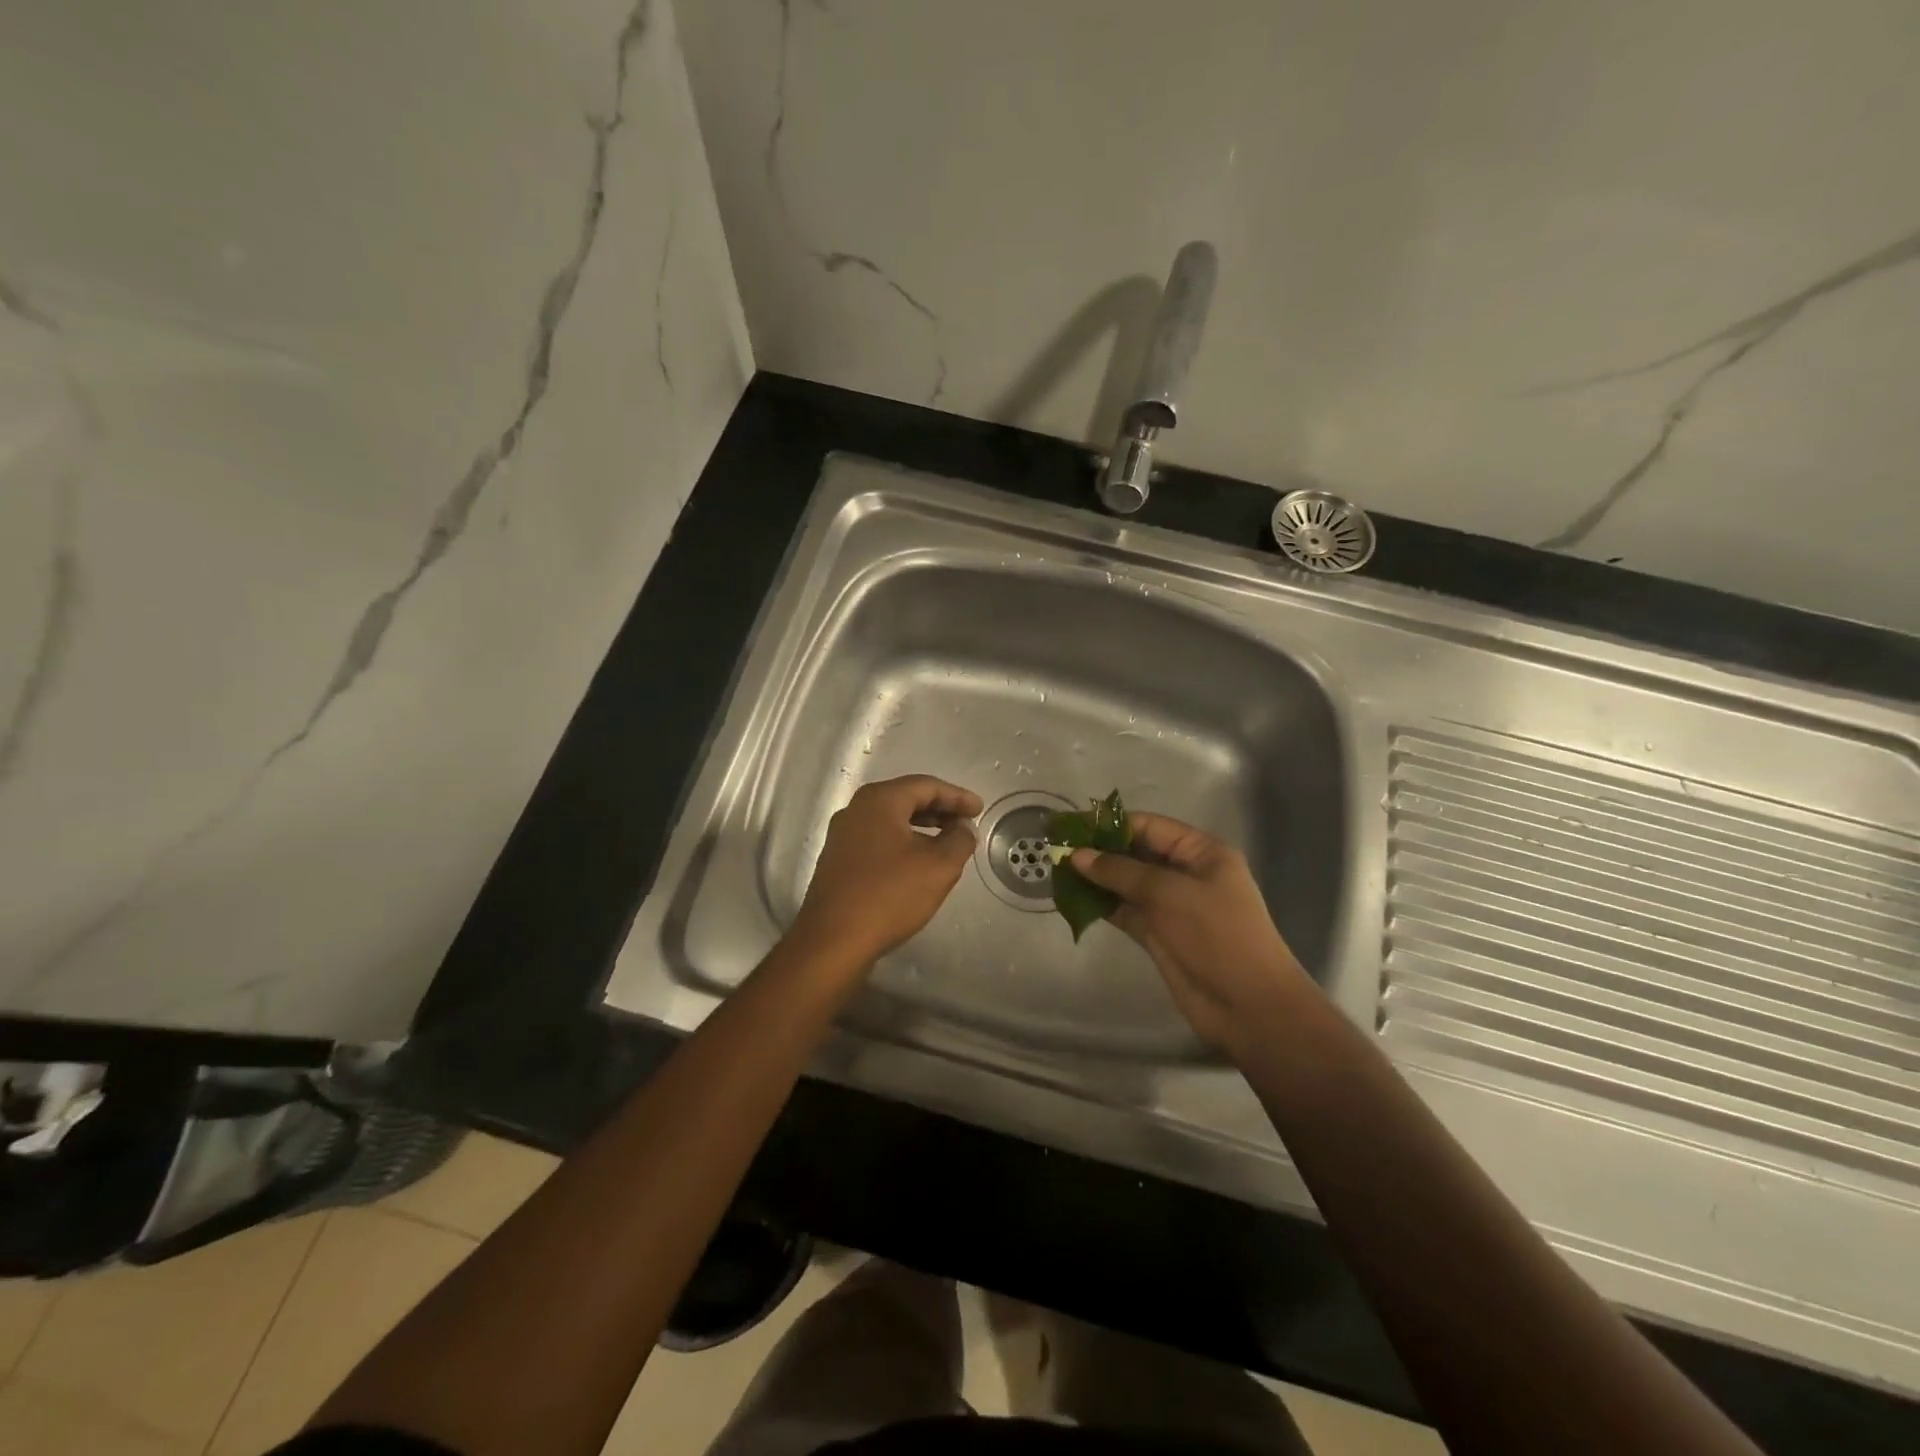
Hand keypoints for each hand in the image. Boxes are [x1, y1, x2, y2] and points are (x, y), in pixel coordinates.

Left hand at [791, 775, 983, 967]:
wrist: (833, 940)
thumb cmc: (890, 895)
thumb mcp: (938, 867)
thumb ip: (959, 840)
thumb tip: (963, 828)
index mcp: (879, 800)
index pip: (925, 785)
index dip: (956, 796)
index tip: (979, 809)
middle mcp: (856, 809)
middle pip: (905, 798)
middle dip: (939, 809)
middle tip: (966, 822)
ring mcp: (842, 835)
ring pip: (890, 820)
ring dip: (921, 826)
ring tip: (947, 841)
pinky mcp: (837, 860)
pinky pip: (877, 839)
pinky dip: (902, 842)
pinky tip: (917, 862)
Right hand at [1071, 813, 1312, 1056]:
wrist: (1248, 1006)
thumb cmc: (1216, 935)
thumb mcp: (1168, 894)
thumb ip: (1120, 871)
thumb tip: (1076, 855)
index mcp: (1201, 853)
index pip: (1150, 827)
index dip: (1111, 825)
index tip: (1072, 826)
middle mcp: (1186, 874)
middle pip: (1136, 853)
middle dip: (1100, 852)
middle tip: (1057, 851)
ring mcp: (1172, 906)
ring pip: (1127, 884)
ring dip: (1097, 879)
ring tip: (1057, 873)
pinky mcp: (1159, 934)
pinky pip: (1125, 911)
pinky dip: (1102, 905)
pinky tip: (1073, 900)